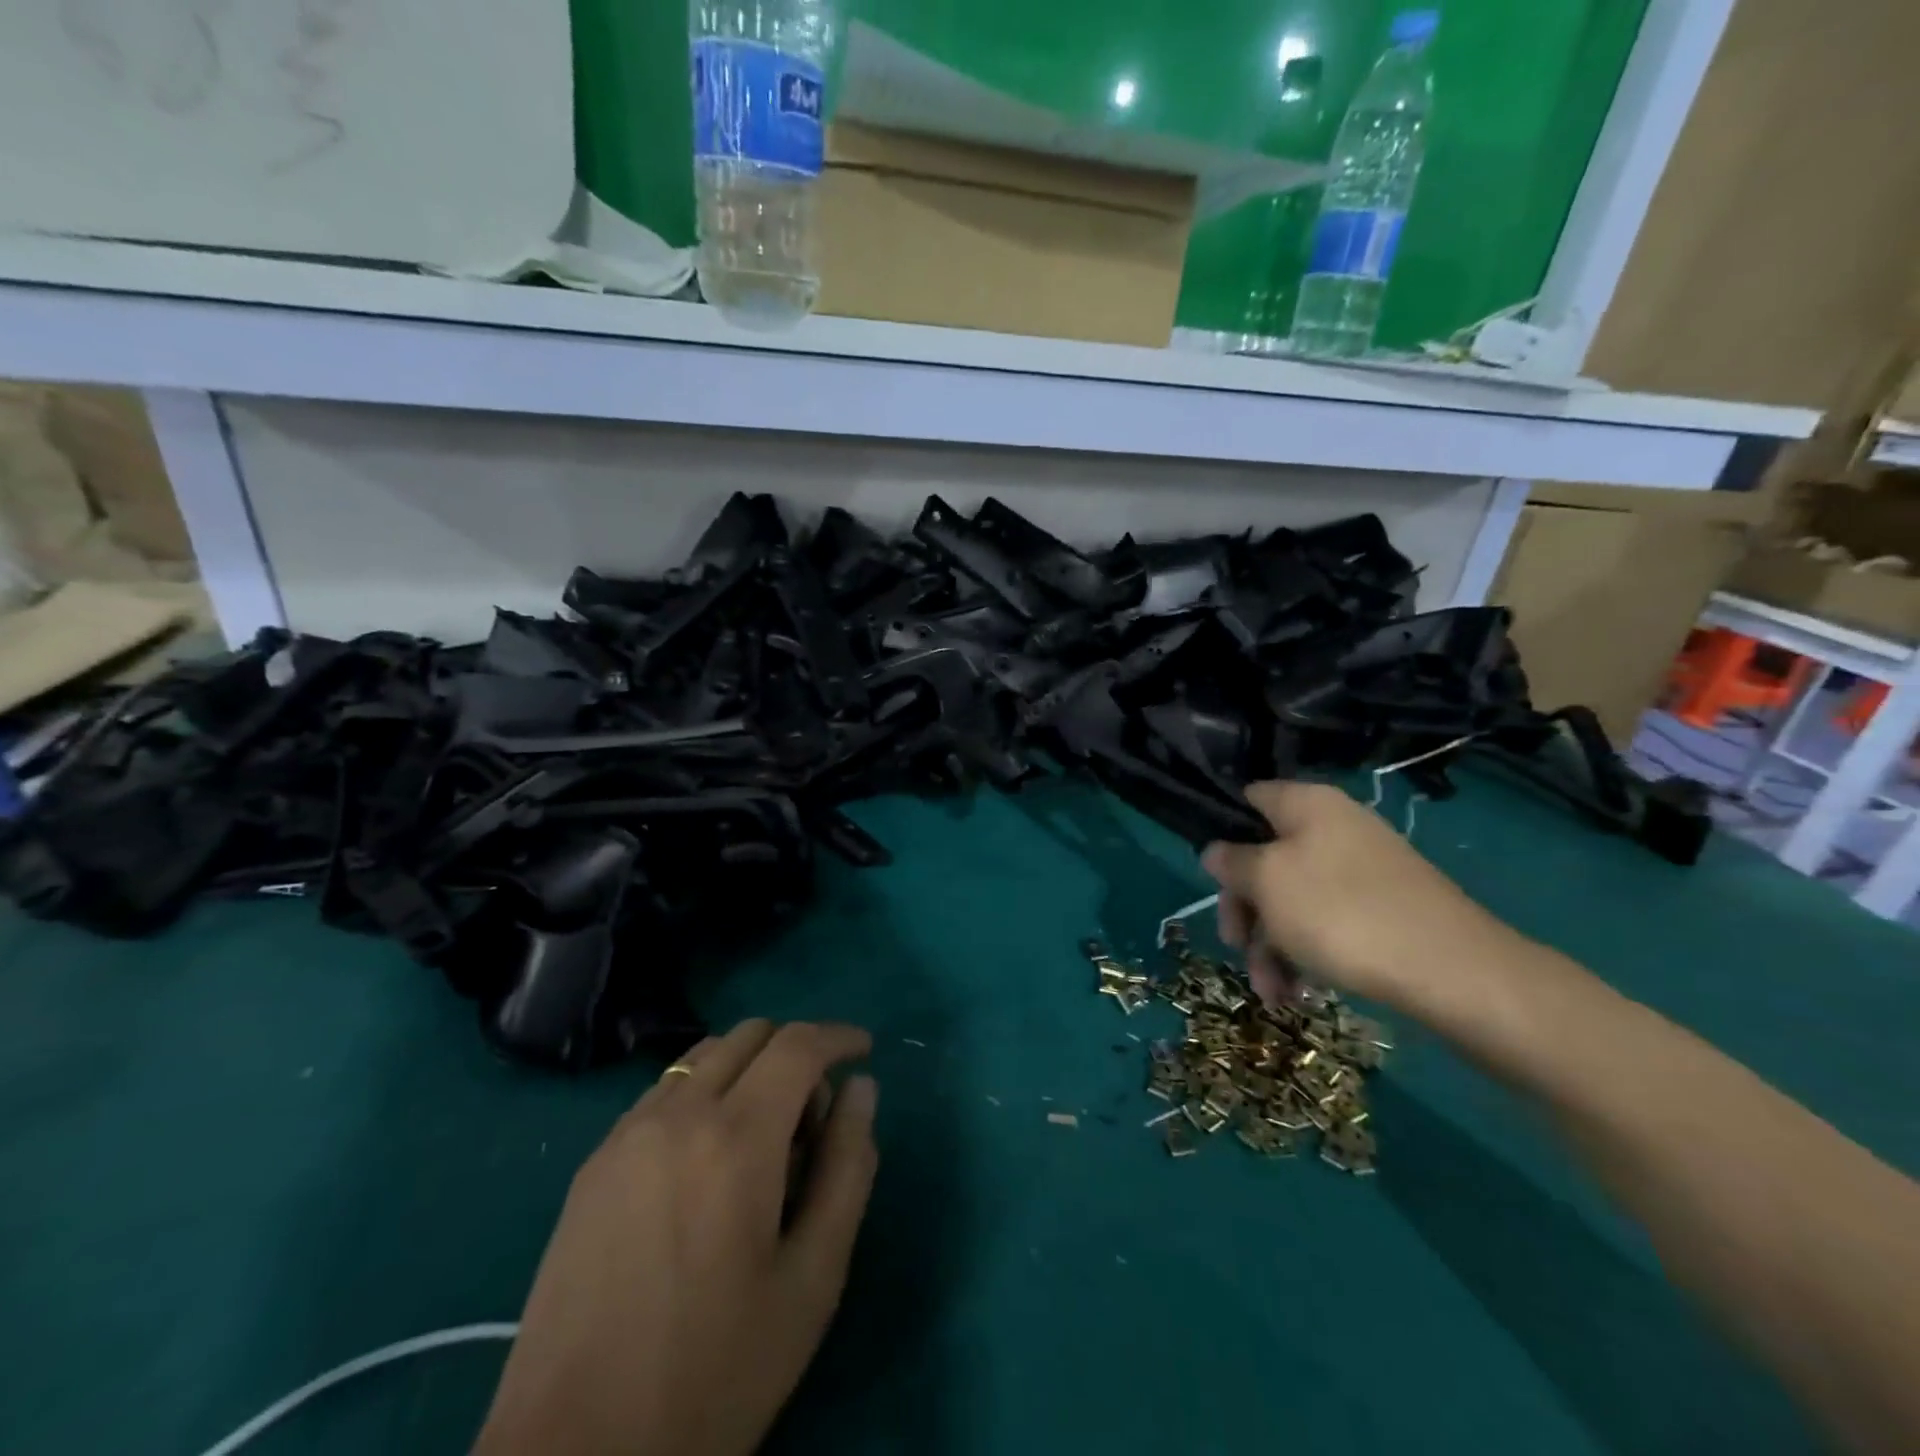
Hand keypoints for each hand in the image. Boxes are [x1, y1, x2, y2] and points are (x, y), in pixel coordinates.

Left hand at [475, 1020, 878, 1455]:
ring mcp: (627, 1133)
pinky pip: (664, 1091)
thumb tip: (862, 1089)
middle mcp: (678, 1113)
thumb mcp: (812, 1279)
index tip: (864, 1049)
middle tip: (812, 1120)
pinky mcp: (593, 1163)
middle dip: (796, 1053)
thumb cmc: (714, 1373)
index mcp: (736, 1138)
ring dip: (749, 1068)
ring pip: (705, 1055)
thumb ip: (849, 1168)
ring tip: (759, 1141)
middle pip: (751, 1034)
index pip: (798, 1045)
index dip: (839, 1035)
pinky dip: (704, 1093)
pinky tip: (705, 1163)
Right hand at [1202, 781, 1516, 1012]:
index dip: (1223, 832)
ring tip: (1270, 992)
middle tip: (1235, 945)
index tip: (1210, 875)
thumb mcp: (1267, 882)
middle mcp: (1335, 827)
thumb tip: (1216, 850)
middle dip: (1245, 908)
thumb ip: (1232, 861)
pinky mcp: (1381, 909)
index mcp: (1307, 804)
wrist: (1451, 971)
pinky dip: (1304, 953)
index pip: (1249, 799)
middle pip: (1265, 858)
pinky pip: (1325, 922)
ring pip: (1292, 898)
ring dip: (1270, 945)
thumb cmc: (1339, 912)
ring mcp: (1361, 869)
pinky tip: (1296, 992)